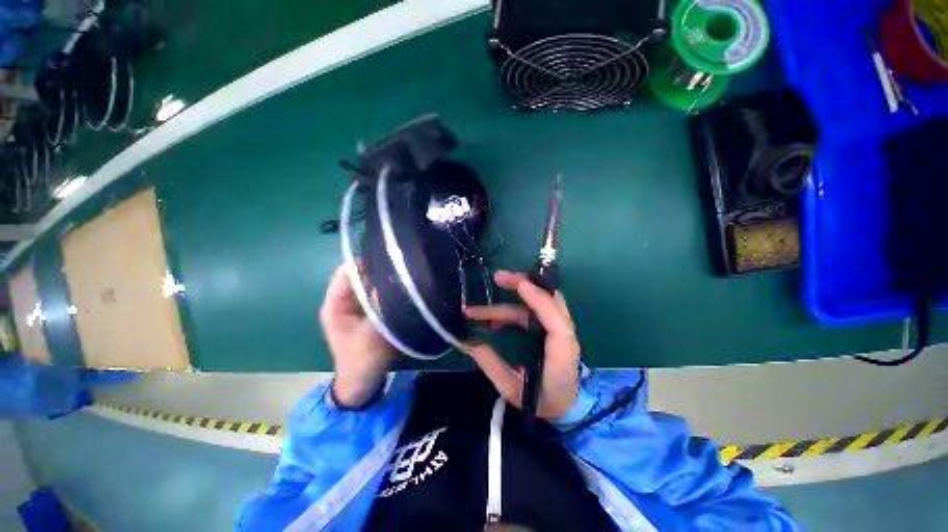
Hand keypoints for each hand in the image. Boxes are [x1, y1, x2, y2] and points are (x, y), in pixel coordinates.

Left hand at [320, 265, 395, 407]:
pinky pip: (377, 294)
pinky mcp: (367, 312)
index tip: (391, 261)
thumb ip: (382, 305)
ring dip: (385, 282)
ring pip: (371, 285)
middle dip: (379, 271)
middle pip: (360, 276)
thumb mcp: (374, 331)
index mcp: (335, 304)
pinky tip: (403, 291)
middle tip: (402, 270)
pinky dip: (388, 291)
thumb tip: (394, 278)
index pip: (347, 271)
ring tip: (405, 279)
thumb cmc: (364, 358)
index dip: (367, 263)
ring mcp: (355, 307)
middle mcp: (343, 301)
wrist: (363, 382)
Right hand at [463, 270, 580, 418]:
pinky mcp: (551, 327)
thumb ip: (492, 366)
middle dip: (524, 284)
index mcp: (561, 353)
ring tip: (481, 305)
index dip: (538, 299)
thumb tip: (469, 342)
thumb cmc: (542, 401)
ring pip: (538, 301)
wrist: (566, 406)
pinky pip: (533, 309)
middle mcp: (564, 334)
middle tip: (498, 277)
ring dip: (512, 296)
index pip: (555, 320)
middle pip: (550, 299)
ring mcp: (559, 328)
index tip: (518, 285)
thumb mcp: (513, 390)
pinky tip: (492, 318)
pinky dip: (513, 307)